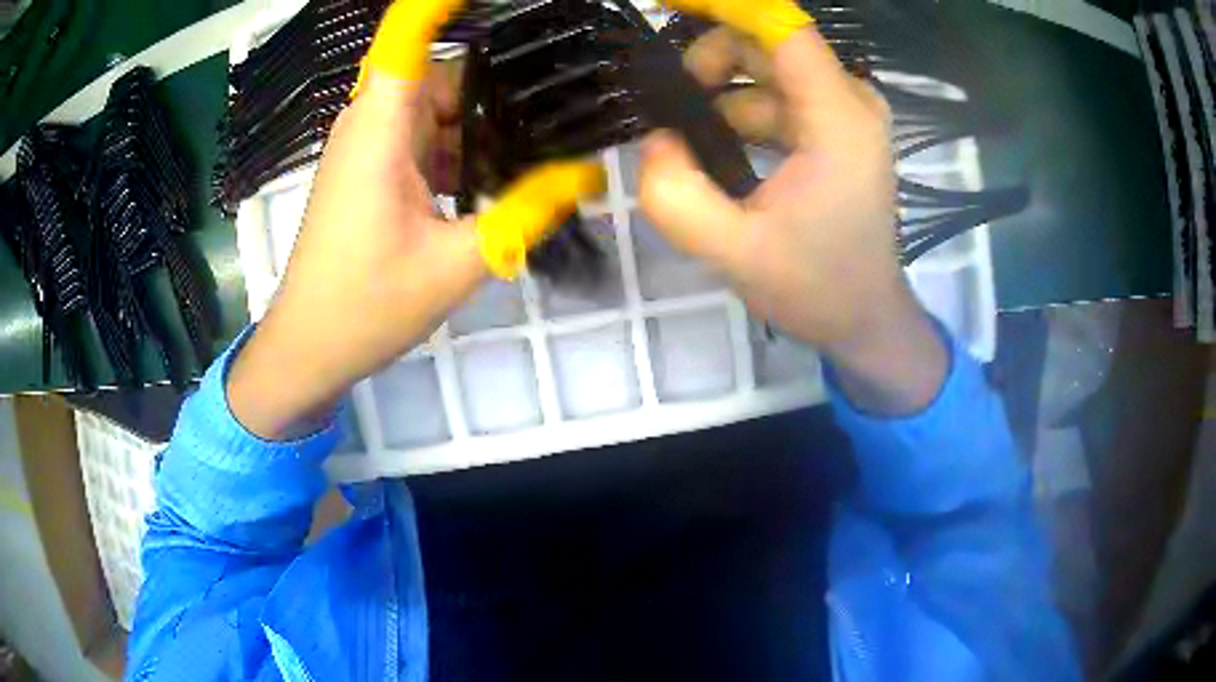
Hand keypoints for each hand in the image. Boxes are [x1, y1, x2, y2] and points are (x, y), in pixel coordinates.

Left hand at [227, 0, 602, 438]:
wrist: (308, 349)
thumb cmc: (365, 307)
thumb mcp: (457, 263)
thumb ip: (526, 212)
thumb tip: (589, 175)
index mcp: (381, 127)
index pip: (407, 34)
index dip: (442, 4)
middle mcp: (371, 123)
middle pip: (441, 73)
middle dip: (495, 91)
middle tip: (556, 119)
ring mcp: (368, 148)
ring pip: (435, 108)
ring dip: (479, 129)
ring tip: (532, 159)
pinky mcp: (370, 172)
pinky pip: (422, 139)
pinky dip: (458, 152)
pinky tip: (490, 185)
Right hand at [640, 10, 946, 412]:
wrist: (865, 318)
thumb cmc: (816, 288)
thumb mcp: (734, 252)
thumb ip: (676, 195)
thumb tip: (654, 140)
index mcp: (837, 119)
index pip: (779, 26)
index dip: (722, 4)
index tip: (664, 3)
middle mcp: (848, 101)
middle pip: (766, 44)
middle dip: (707, 61)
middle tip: (666, 106)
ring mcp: (845, 113)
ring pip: (766, 70)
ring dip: (718, 92)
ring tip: (686, 140)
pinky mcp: (836, 129)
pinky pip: (777, 95)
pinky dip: (738, 108)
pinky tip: (714, 146)